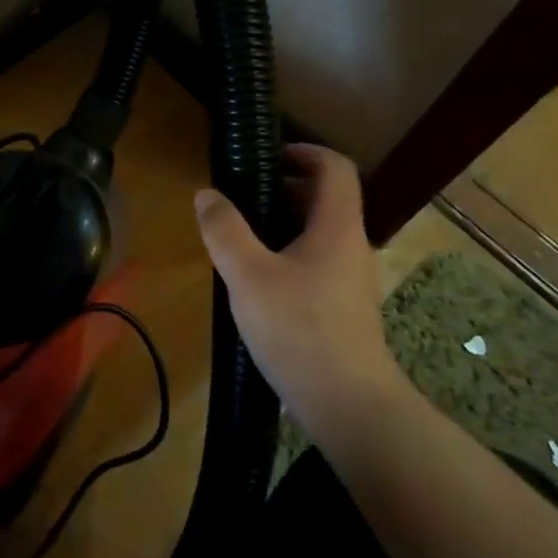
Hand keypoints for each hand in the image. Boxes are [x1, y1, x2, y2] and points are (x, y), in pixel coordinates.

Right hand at [194, 144, 404, 445]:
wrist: (348, 406)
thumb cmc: (299, 330)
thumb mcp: (247, 275)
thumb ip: (224, 230)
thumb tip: (207, 194)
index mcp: (337, 227)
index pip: (335, 167)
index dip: (303, 151)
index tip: (265, 156)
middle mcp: (350, 245)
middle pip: (324, 197)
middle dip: (282, 188)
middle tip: (239, 198)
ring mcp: (349, 278)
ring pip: (317, 232)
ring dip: (280, 223)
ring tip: (238, 237)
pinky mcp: (342, 306)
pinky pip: (314, 261)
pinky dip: (286, 253)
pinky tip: (254, 279)